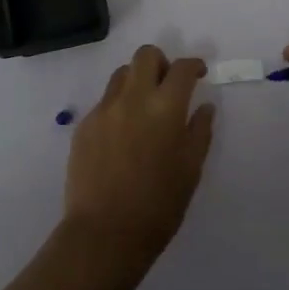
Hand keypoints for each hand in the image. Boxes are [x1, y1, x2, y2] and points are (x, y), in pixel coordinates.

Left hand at [61, 45, 215, 273]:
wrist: (104, 234)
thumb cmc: (158, 206)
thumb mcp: (191, 170)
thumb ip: (200, 131)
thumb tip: (204, 106)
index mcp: (165, 108)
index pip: (182, 68)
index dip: (194, 65)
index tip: (198, 73)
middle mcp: (133, 98)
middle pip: (146, 55)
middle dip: (161, 62)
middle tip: (168, 85)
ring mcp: (104, 110)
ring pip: (121, 74)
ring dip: (137, 80)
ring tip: (144, 107)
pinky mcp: (84, 125)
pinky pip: (104, 101)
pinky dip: (118, 106)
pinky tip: (123, 135)